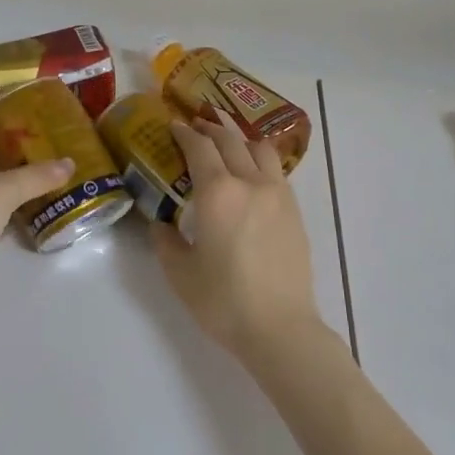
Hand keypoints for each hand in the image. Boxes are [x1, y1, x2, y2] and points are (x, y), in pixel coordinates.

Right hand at [154, 113, 324, 362]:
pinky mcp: (294, 210)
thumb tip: (160, 224)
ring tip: (227, 145)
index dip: (185, 133)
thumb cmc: (224, 301)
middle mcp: (250, 183)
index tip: (175, 126)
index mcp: (218, 193)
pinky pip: (275, 170)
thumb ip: (165, 242)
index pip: (200, 148)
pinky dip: (259, 161)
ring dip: (239, 140)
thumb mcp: (180, 274)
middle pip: (230, 141)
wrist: (280, 327)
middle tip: (196, 127)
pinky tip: (250, 176)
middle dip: (211, 129)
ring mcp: (277, 194)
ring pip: (259, 149)